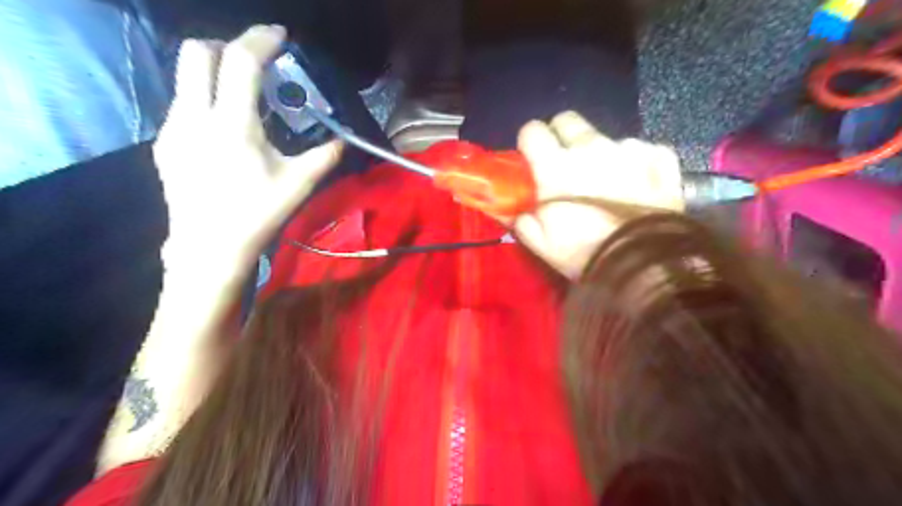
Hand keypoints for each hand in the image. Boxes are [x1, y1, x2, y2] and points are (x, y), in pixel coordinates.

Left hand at [155, 26, 340, 286]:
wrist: (209, 246)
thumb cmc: (258, 213)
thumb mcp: (298, 184)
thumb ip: (324, 156)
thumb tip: (343, 140)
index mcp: (233, 124)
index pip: (240, 62)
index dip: (260, 40)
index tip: (279, 36)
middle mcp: (195, 116)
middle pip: (197, 53)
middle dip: (227, 47)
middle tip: (255, 64)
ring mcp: (174, 127)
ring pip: (186, 77)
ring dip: (216, 74)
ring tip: (244, 101)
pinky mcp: (165, 142)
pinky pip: (184, 104)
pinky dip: (206, 100)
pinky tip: (225, 130)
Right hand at [510, 109, 679, 280]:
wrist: (644, 265)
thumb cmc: (585, 253)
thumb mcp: (541, 242)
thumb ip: (519, 217)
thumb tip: (509, 206)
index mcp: (556, 165)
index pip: (532, 130)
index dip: (530, 143)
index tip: (533, 159)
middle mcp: (591, 146)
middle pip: (567, 120)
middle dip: (561, 136)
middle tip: (564, 163)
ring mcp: (629, 148)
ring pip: (605, 137)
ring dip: (600, 154)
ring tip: (607, 183)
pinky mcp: (660, 156)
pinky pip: (640, 149)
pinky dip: (635, 163)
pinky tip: (637, 185)